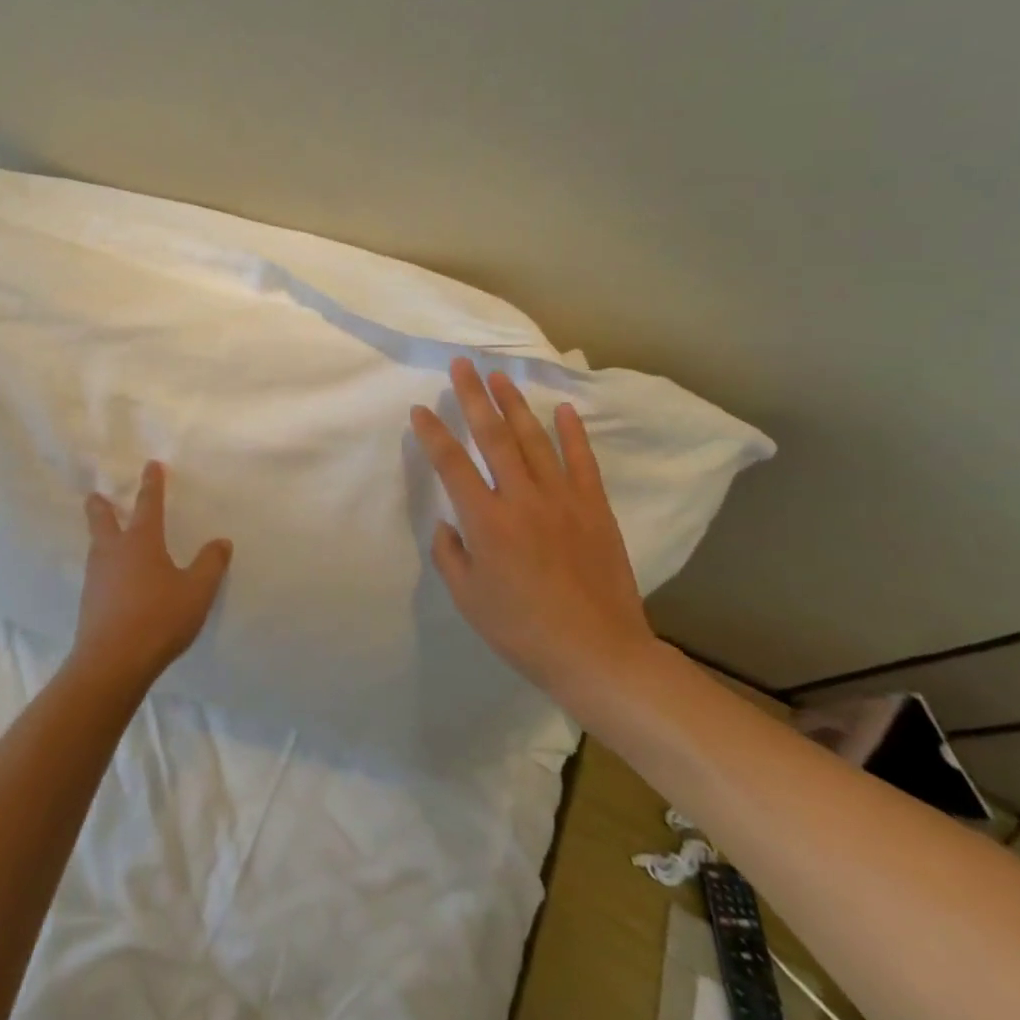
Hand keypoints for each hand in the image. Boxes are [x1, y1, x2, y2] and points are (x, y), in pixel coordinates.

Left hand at [74, 461, 231, 695]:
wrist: (112, 662)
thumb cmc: (159, 618)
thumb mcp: (196, 592)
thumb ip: (210, 565)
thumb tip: (221, 541)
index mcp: (141, 541)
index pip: (148, 504)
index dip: (152, 484)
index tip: (151, 465)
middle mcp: (114, 551)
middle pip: (102, 519)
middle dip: (101, 505)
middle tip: (95, 495)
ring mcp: (96, 577)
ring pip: (96, 546)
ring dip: (100, 535)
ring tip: (105, 536)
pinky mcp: (89, 602)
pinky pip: (96, 573)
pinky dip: (103, 566)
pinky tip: (110, 580)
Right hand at [410, 358, 657, 703]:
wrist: (599, 654)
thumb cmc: (522, 629)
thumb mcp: (467, 597)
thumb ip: (450, 553)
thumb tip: (449, 522)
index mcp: (486, 521)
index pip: (451, 463)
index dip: (432, 433)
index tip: (420, 410)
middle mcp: (522, 499)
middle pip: (493, 436)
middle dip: (473, 397)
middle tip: (462, 365)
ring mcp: (563, 500)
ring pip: (534, 440)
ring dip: (515, 405)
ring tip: (500, 377)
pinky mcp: (594, 509)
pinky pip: (582, 461)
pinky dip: (573, 433)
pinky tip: (563, 409)